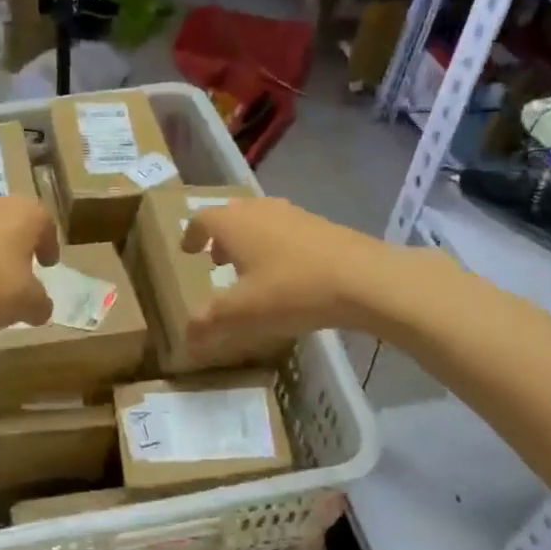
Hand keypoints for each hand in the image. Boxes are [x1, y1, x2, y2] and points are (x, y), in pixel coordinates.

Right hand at [180, 197, 388, 347]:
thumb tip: (186, 339)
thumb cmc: (292, 289)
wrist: (364, 278)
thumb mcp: (243, 313)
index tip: (187, 251)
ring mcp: (293, 214)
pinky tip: (286, 274)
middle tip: (215, 260)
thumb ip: (209, 323)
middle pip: (231, 216)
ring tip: (249, 269)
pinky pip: (285, 230)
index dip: (191, 235)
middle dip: (220, 237)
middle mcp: (259, 209)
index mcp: (233, 223)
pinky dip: (275, 246)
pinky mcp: (321, 225)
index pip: (201, 220)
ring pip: (260, 221)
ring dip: (248, 241)